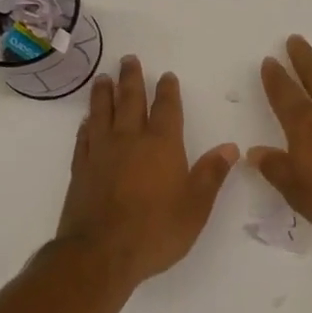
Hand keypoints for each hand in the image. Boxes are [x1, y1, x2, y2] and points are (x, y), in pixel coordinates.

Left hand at [55, 55, 239, 287]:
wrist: (100, 254)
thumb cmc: (156, 231)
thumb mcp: (196, 206)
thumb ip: (211, 174)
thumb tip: (230, 147)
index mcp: (162, 145)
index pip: (167, 109)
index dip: (167, 91)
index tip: (166, 76)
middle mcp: (130, 141)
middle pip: (130, 101)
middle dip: (132, 79)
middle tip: (129, 59)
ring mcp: (101, 153)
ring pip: (102, 114)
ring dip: (104, 94)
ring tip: (103, 78)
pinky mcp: (81, 170)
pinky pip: (84, 139)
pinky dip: (86, 126)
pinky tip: (86, 121)